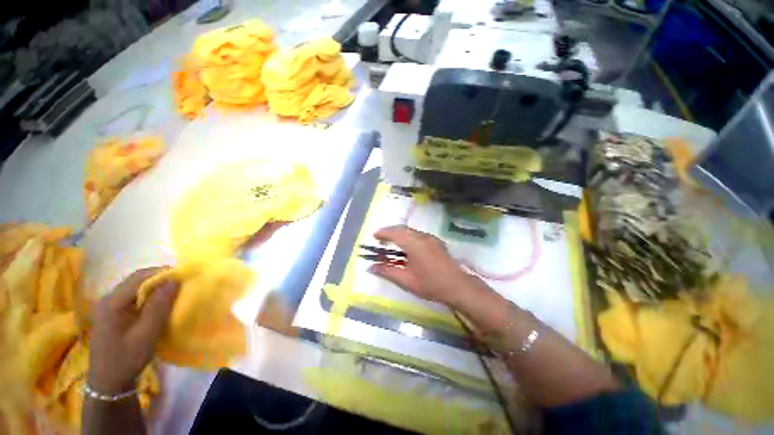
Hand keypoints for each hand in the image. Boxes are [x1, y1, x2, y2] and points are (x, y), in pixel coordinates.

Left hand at [89, 268, 179, 393]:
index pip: (139, 277)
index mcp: (112, 302)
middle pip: (136, 279)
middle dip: (159, 279)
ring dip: (154, 288)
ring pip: (135, 287)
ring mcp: (107, 306)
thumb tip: (175, 280)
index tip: (183, 277)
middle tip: (180, 286)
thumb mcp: (147, 333)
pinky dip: (147, 296)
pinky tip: (156, 306)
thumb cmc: (127, 359)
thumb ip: (159, 306)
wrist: (108, 383)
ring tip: (172, 295)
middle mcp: (107, 299)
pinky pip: (132, 296)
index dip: (163, 273)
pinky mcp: (111, 313)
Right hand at [368, 226, 485, 307]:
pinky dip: (408, 237)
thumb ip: (387, 271)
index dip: (383, 233)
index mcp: (414, 243)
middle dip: (390, 232)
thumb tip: (370, 267)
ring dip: (400, 234)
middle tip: (381, 240)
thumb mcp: (406, 280)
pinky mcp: (436, 242)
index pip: (395, 233)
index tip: (374, 236)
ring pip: (411, 231)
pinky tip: (407, 247)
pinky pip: (418, 235)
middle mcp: (422, 236)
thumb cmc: (430, 284)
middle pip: (403, 229)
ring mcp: (431, 238)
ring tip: (392, 243)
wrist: (458, 286)